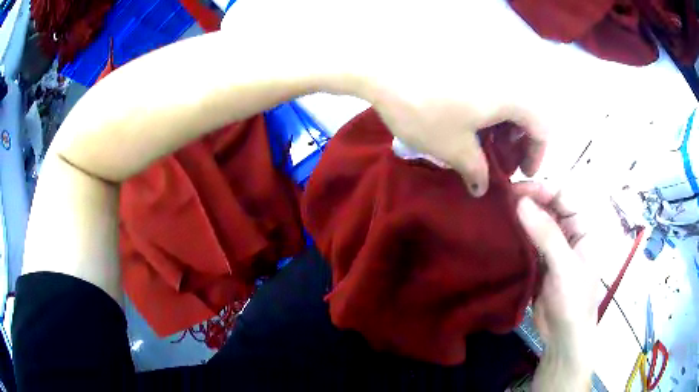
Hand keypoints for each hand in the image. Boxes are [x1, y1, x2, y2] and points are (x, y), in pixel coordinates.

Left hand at [226, 0, 549, 195]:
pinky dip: (488, 108)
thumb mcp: (453, 148)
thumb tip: (482, 189)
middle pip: (527, 112)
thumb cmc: (423, 109)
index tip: (521, 172)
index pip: (542, 128)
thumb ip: (475, 171)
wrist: (379, 67)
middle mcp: (505, 75)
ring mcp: (484, 63)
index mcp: (512, 96)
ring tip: (482, 144)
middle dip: (518, 141)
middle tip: (500, 160)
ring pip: (508, 99)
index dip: (537, 154)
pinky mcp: (465, 59)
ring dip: (503, 125)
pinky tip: (468, 120)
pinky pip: (490, 87)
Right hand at [514, 182, 595, 390]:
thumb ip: (546, 234)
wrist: (562, 337)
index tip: (515, 190)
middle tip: (500, 200)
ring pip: (537, 223)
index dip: (541, 189)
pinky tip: (501, 233)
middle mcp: (570, 232)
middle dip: (528, 201)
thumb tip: (520, 202)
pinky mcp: (540, 261)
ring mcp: (555, 247)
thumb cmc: (573, 301)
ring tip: (496, 213)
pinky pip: (528, 242)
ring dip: (520, 218)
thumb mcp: (564, 267)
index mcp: (584, 227)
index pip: (564, 195)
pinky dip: (516, 236)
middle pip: (549, 206)